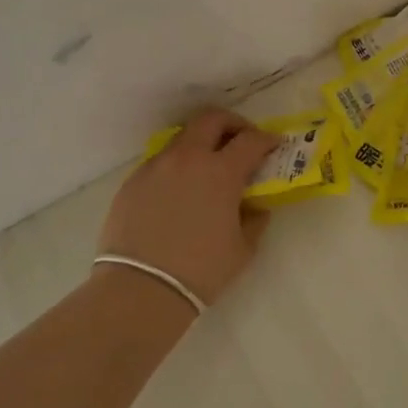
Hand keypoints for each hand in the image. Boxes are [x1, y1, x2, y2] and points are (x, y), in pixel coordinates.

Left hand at [97, 108, 278, 305]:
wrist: (141, 289)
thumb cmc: (201, 271)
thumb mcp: (243, 249)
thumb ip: (254, 219)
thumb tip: (255, 206)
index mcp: (221, 172)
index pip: (251, 140)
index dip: (267, 139)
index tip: (274, 144)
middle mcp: (188, 158)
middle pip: (212, 119)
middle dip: (232, 123)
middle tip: (240, 140)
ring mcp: (156, 166)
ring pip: (183, 137)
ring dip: (201, 142)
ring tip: (206, 167)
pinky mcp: (133, 181)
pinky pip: (160, 161)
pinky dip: (177, 165)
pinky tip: (178, 190)